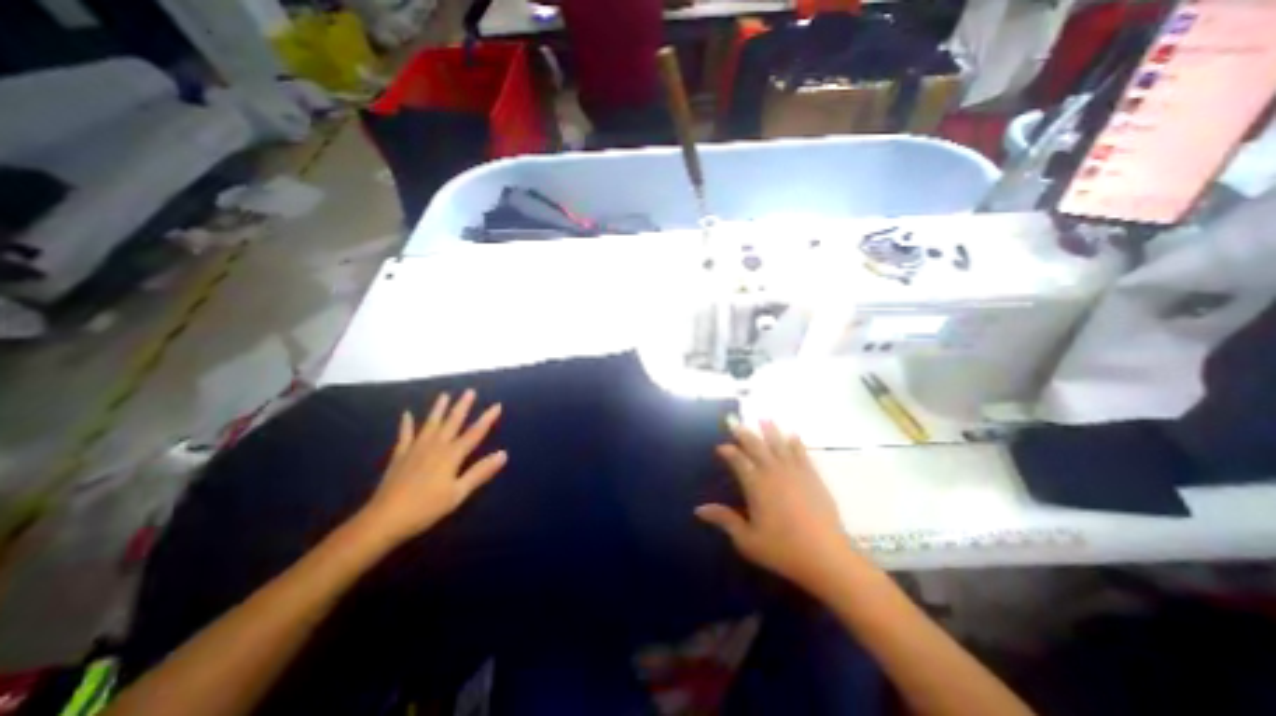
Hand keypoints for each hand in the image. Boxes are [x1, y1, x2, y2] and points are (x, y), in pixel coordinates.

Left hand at [353, 390, 509, 544]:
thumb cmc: (426, 508)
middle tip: (469, 391)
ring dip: (438, 409)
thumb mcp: (458, 493)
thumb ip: (480, 472)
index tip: (497, 405)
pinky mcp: (400, 456)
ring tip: (444, 395)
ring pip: (431, 424)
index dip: (487, 419)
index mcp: (452, 455)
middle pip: (452, 422)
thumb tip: (503, 454)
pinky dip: (407, 424)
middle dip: (462, 406)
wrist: (384, 519)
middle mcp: (436, 446)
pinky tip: (407, 414)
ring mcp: (416, 449)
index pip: (475, 433)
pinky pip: (405, 435)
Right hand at [694, 420, 860, 591]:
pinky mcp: (813, 478)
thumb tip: (699, 509)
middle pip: (756, 447)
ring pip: (779, 445)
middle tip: (735, 421)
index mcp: (756, 485)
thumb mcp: (747, 539)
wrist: (826, 557)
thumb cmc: (782, 549)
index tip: (721, 447)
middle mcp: (773, 473)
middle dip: (744, 433)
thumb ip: (724, 520)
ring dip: (770, 431)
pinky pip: (802, 454)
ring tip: (764, 418)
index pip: (738, 461)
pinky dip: (796, 443)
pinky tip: (793, 435)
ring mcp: (795, 473)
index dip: (728, 451)